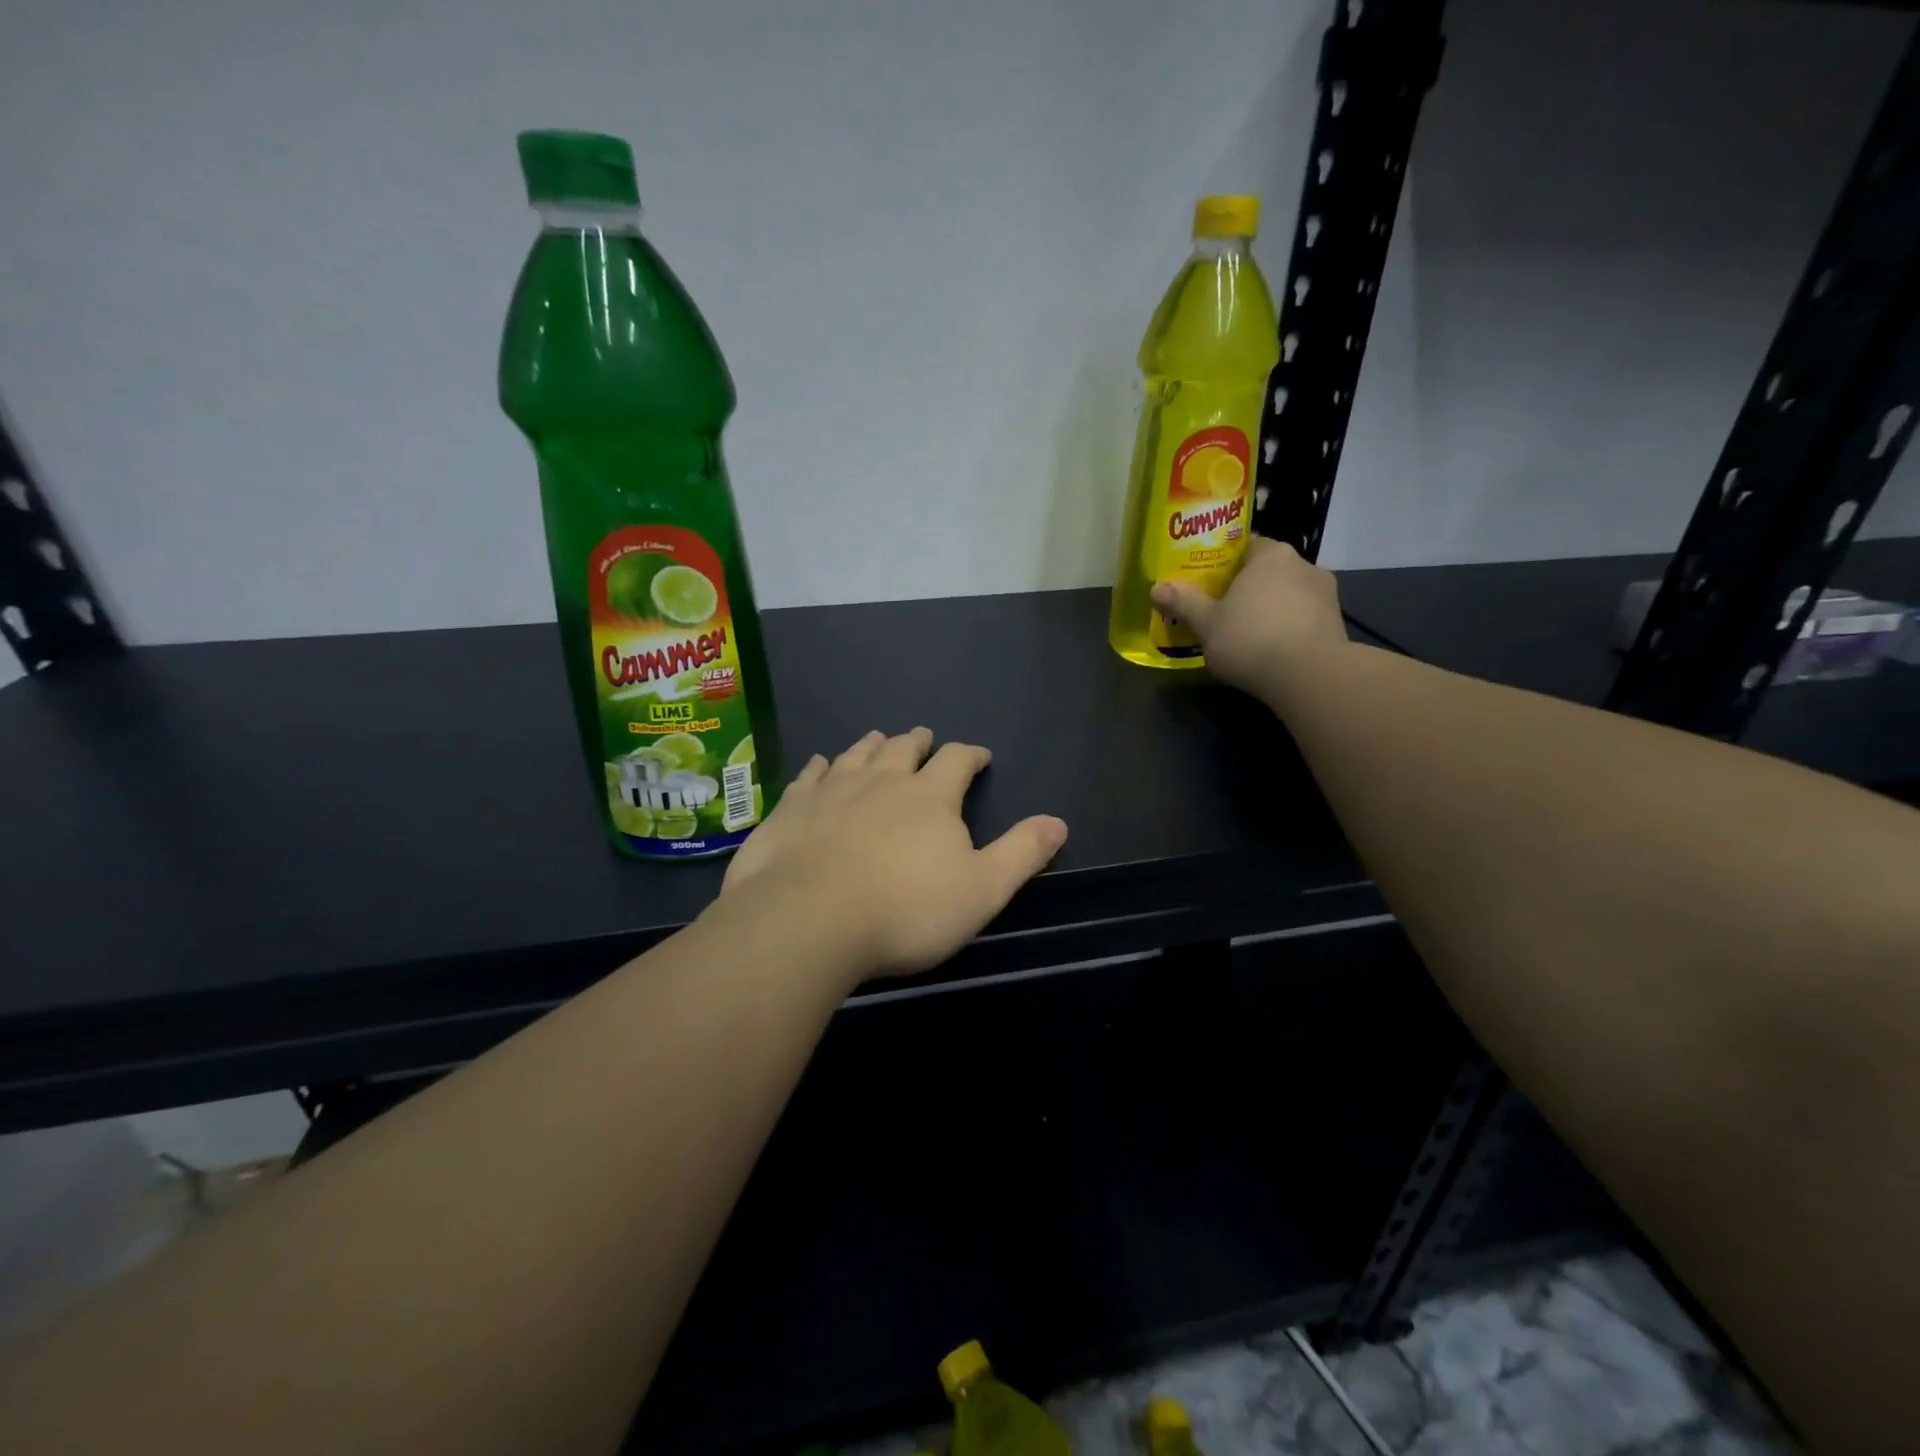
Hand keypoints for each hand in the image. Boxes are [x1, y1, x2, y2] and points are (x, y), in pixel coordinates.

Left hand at [720, 728, 1067, 979]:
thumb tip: (1058, 822)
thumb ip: (1021, 853)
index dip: (971, 754)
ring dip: (873, 745)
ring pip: (857, 754)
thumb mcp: (983, 889)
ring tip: (879, 738)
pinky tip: (820, 764)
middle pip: (903, 748)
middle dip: (919, 743)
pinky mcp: (792, 808)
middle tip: (924, 739)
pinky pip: (810, 775)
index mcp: (930, 796)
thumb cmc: (906, 910)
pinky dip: (820, 766)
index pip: (957, 761)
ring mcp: (832, 790)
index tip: (980, 755)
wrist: (809, 920)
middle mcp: (881, 780)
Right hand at [1152, 537, 1346, 699]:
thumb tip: (1156, 588)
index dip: (1225, 563)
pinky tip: (1271, 650)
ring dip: (1270, 610)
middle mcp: (1303, 565)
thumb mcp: (1206, 623)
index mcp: (1270, 555)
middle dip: (1247, 589)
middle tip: (1222, 611)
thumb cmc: (1251, 638)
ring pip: (1288, 595)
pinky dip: (1288, 628)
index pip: (1246, 546)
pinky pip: (1303, 619)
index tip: (1209, 583)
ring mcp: (1326, 594)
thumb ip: (1183, 603)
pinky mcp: (1336, 623)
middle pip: (1268, 572)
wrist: (1310, 676)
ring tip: (1247, 635)